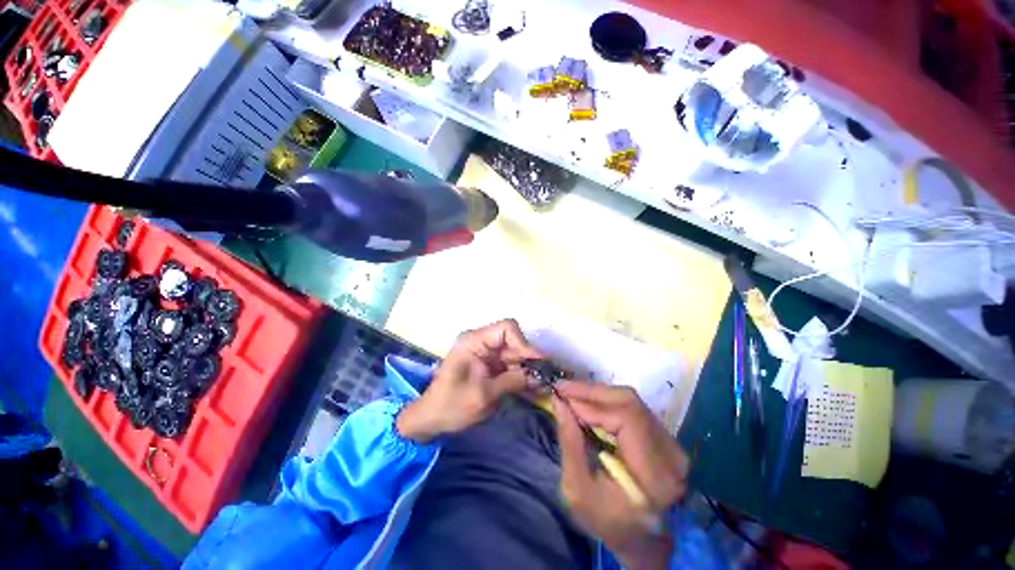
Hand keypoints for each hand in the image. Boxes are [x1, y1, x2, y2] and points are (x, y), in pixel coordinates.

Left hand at [396, 319, 541, 442]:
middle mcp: (481, 342)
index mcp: (474, 341)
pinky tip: (532, 387)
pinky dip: (520, 375)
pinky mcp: (488, 365)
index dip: (523, 343)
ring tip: (543, 384)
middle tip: (546, 377)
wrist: (430, 419)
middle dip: (529, 359)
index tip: (534, 364)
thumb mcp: (484, 395)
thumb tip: (540, 376)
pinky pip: (509, 365)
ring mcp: (485, 353)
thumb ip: (513, 381)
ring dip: (527, 368)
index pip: (506, 329)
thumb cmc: (451, 405)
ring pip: (514, 354)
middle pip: (513, 341)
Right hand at [552, 381, 688, 569]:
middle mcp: (671, 453)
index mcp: (655, 475)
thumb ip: (570, 442)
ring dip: (597, 395)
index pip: (626, 418)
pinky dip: (606, 402)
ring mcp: (671, 444)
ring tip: (571, 395)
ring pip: (631, 401)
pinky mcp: (664, 438)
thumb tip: (559, 401)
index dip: (591, 401)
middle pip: (629, 402)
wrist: (641, 541)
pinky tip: (588, 404)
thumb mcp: (578, 490)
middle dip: (591, 392)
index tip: (561, 394)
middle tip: (563, 389)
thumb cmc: (607, 522)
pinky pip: (632, 408)